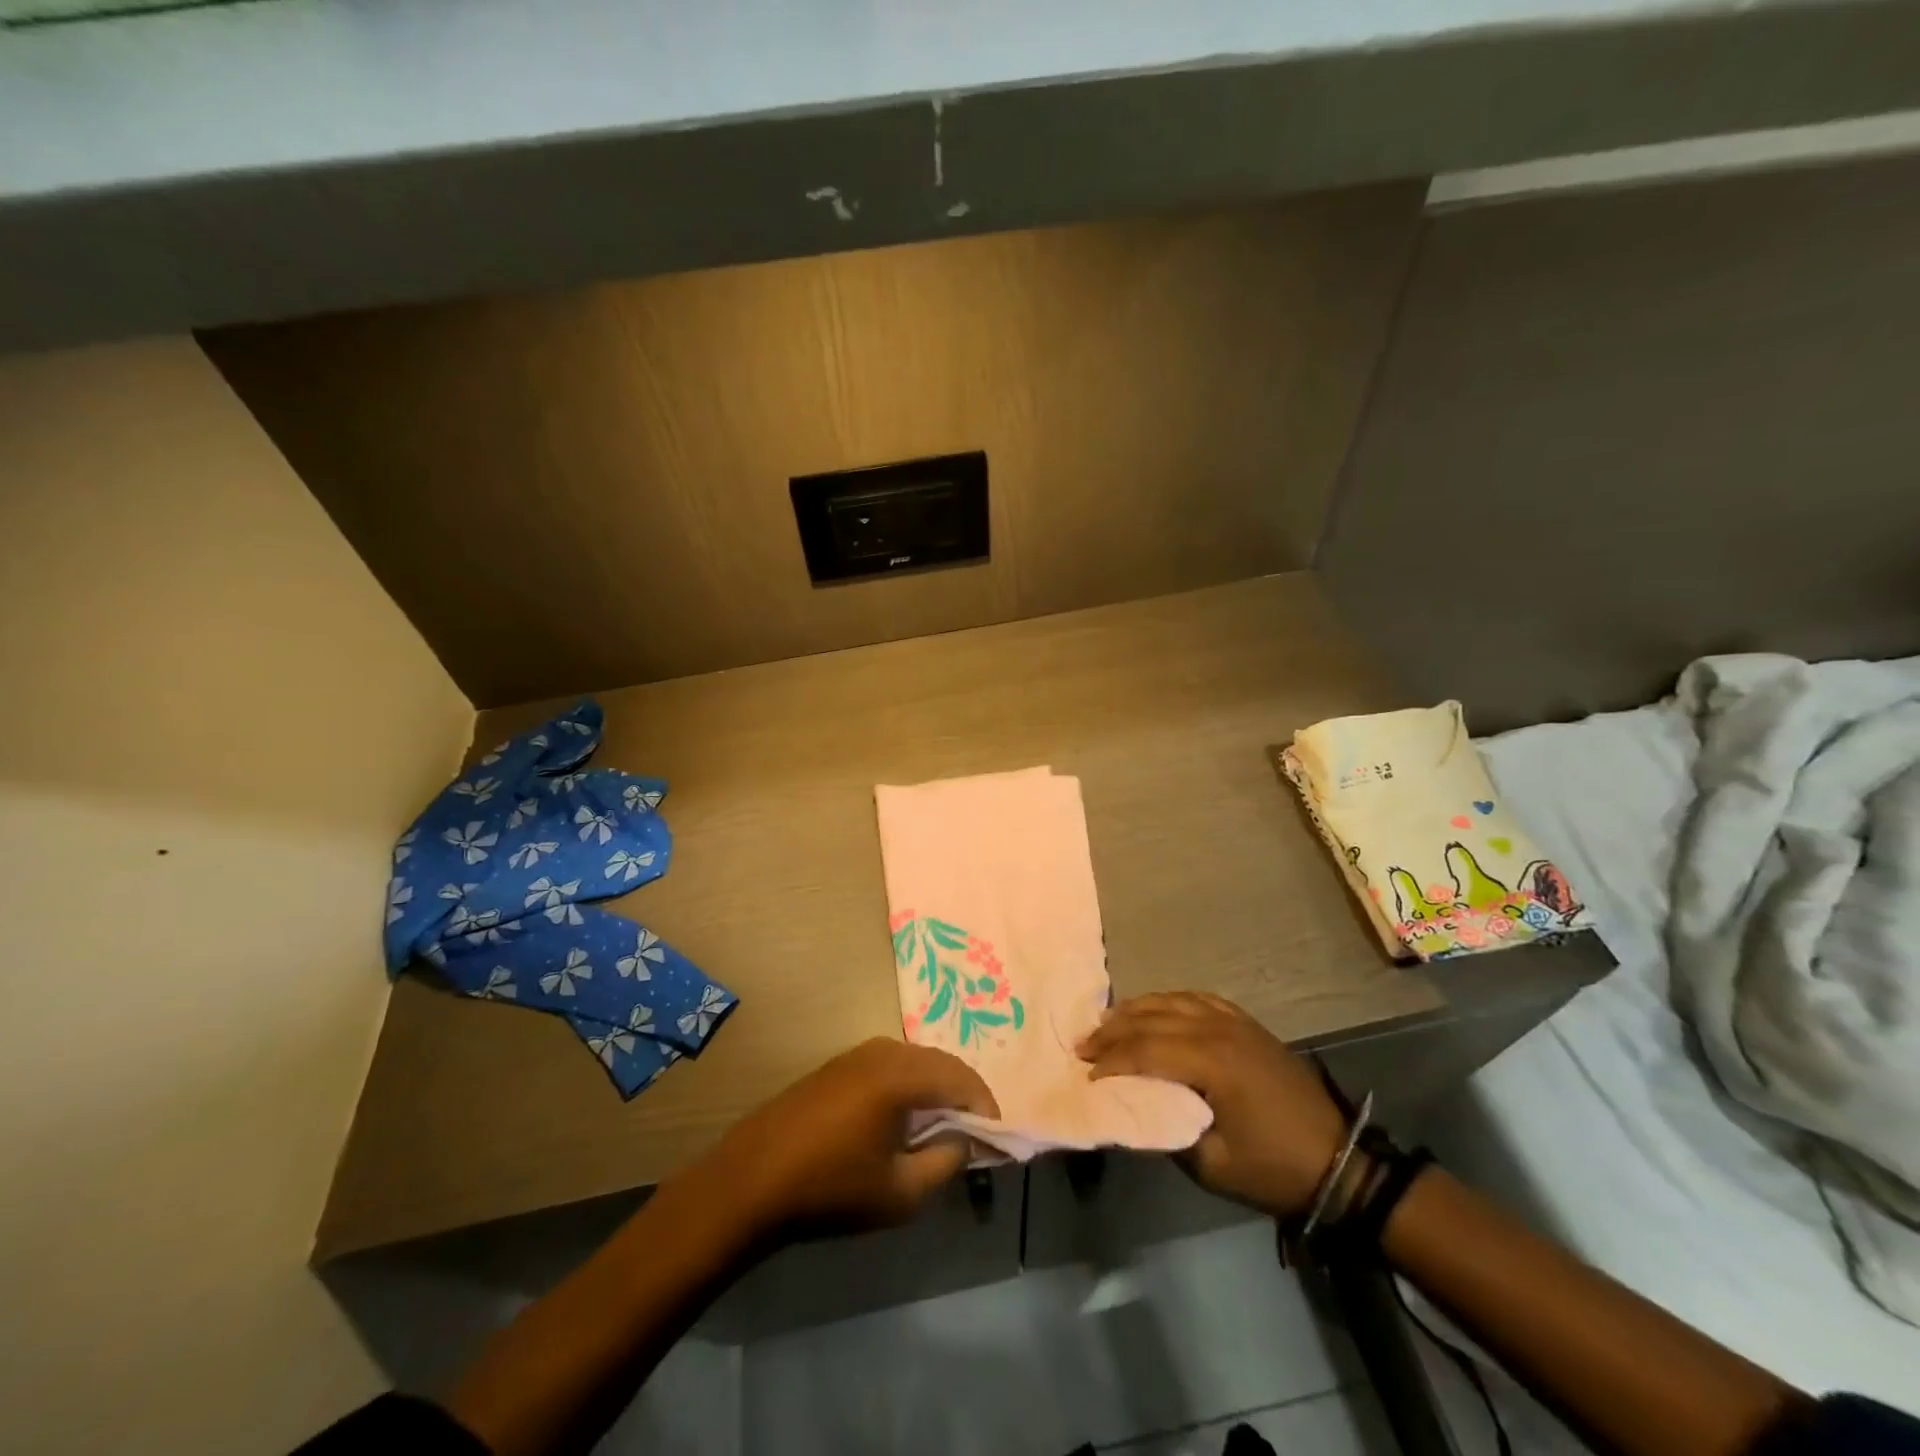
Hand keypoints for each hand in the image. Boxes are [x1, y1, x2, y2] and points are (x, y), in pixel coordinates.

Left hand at [697, 1037, 998, 1239]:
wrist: (750, 1182)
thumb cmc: (830, 1190)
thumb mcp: (901, 1192)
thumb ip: (946, 1161)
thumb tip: (966, 1140)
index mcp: (900, 1074)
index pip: (961, 1078)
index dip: (986, 1107)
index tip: (996, 1140)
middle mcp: (882, 1051)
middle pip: (940, 1063)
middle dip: (963, 1095)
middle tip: (975, 1134)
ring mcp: (856, 1054)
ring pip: (915, 1062)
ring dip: (936, 1090)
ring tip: (942, 1130)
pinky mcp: (837, 1065)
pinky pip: (890, 1066)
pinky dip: (910, 1087)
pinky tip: (903, 1121)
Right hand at [1079, 993, 1348, 1217]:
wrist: (1339, 1162)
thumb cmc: (1273, 1168)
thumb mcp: (1212, 1165)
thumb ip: (1166, 1130)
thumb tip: (1130, 1108)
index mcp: (1211, 1061)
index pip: (1145, 1050)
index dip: (1112, 1061)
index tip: (1086, 1075)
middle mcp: (1218, 1029)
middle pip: (1152, 1019)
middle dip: (1113, 1031)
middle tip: (1083, 1045)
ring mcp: (1234, 1021)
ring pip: (1171, 1002)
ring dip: (1135, 1011)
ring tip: (1107, 1024)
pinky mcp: (1246, 1023)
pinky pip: (1197, 998)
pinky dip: (1167, 1002)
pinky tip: (1154, 1010)